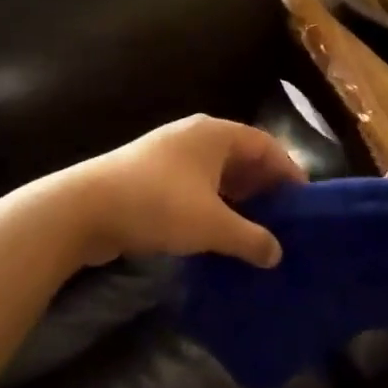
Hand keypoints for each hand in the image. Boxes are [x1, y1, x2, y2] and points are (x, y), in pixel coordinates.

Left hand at [62, 115, 305, 268]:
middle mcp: (194, 137)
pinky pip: (194, 188)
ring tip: (255, 234)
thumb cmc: (157, 205)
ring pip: (216, 176)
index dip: (288, 172)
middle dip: (263, 189)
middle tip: (283, 223)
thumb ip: (250, 239)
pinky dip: (211, 207)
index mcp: (215, 134)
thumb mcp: (211, 225)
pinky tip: (216, 236)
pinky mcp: (149, 177)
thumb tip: (277, 253)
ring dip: (236, 201)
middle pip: (241, 159)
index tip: (304, 204)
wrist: (82, 209)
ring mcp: (169, 156)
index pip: (266, 145)